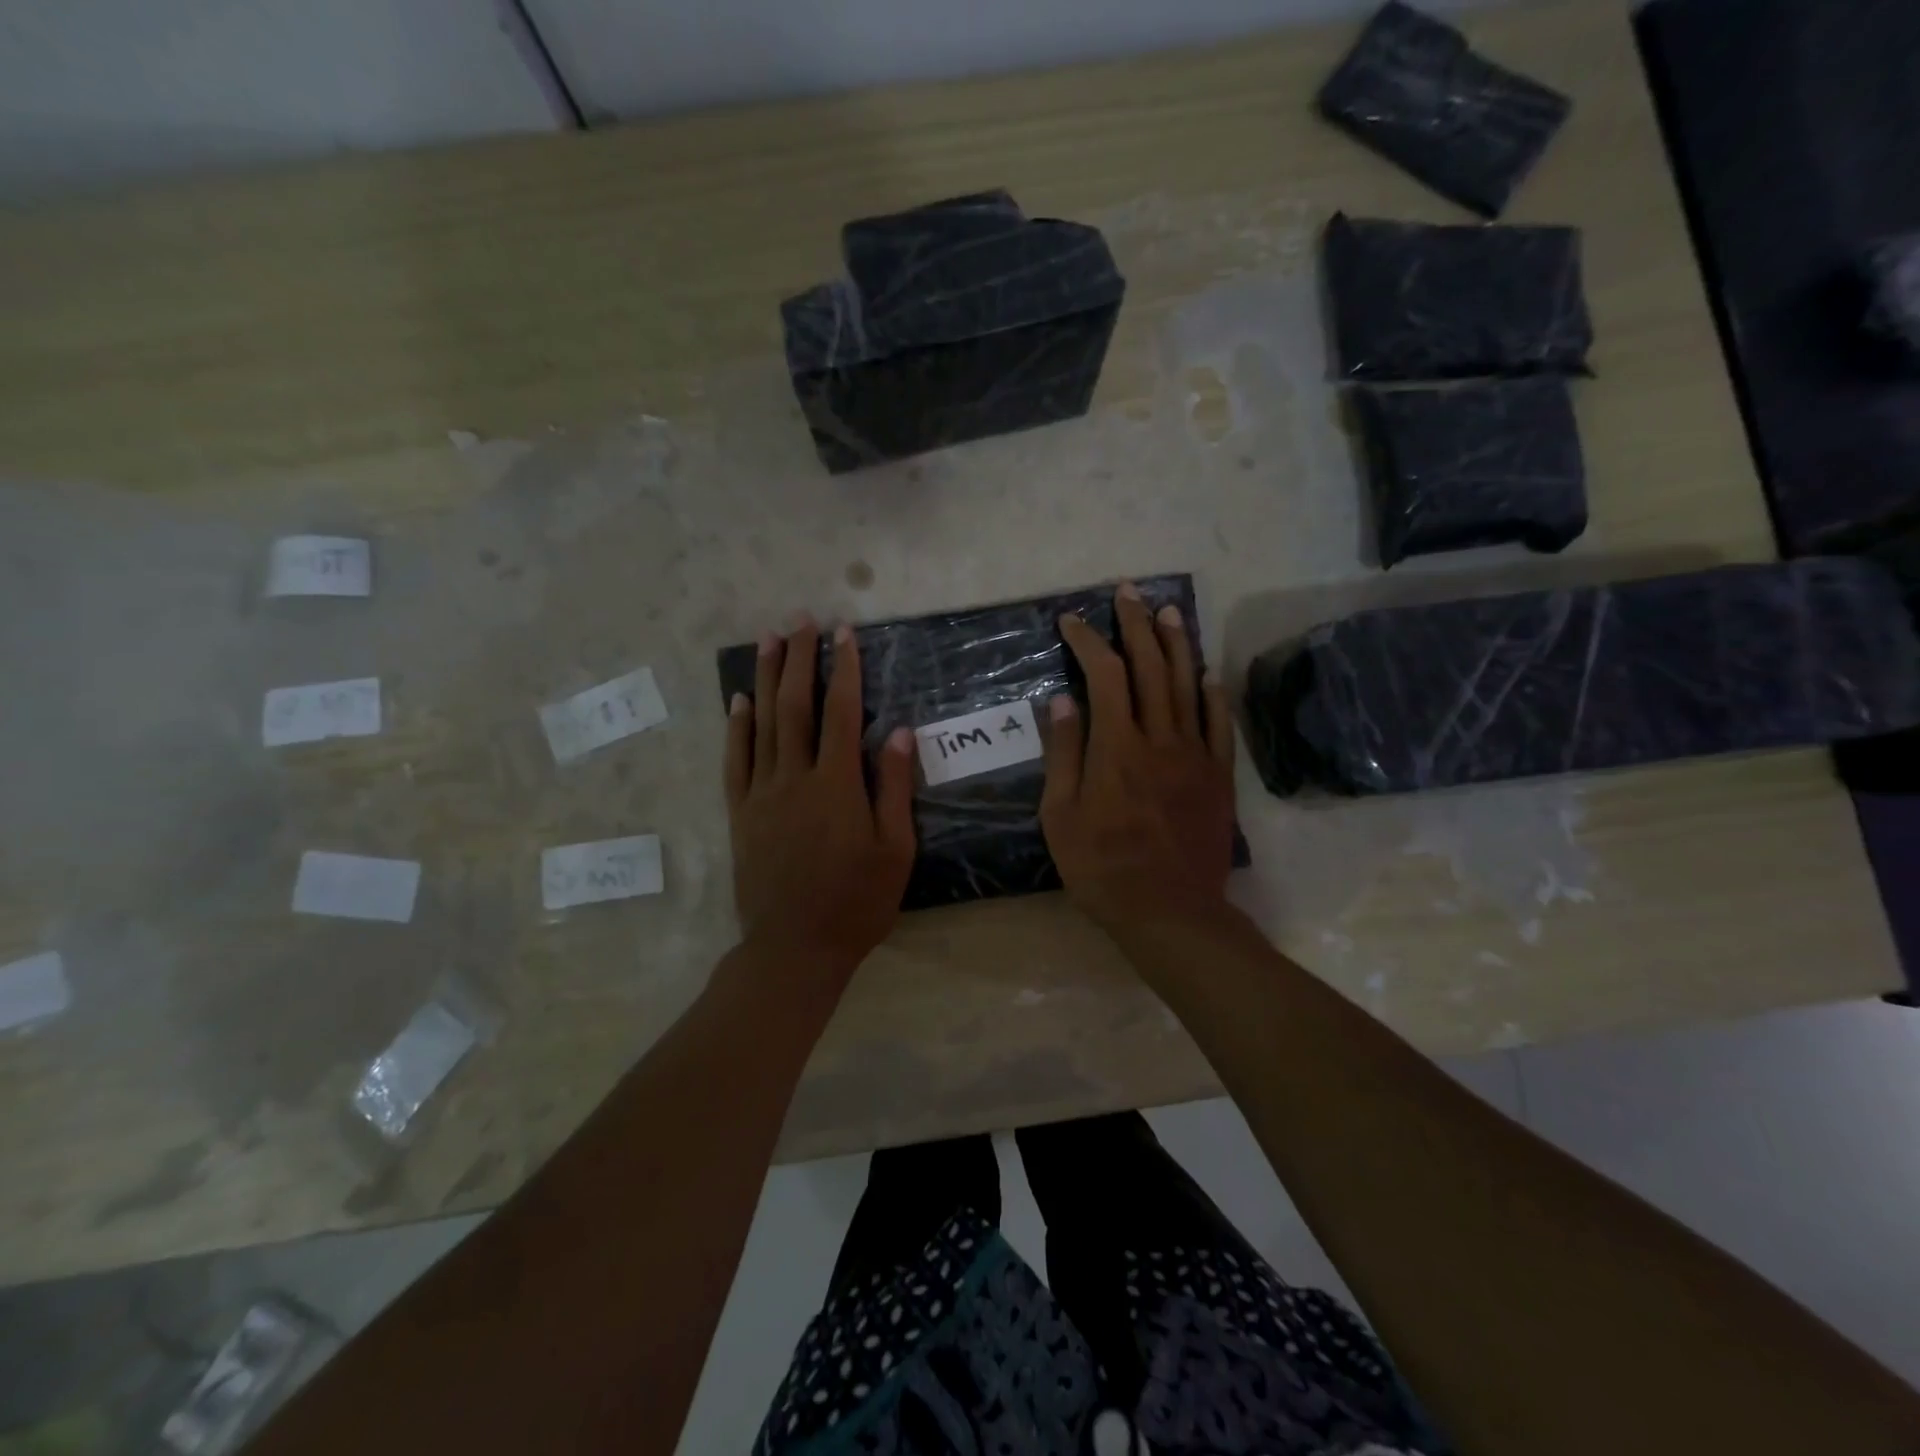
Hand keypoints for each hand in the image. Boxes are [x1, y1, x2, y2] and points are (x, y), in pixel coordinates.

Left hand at [725, 618, 916, 986]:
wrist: (794, 948)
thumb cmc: (857, 902)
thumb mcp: (895, 850)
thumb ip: (894, 787)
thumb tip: (898, 731)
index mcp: (836, 785)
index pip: (840, 712)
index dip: (843, 669)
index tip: (843, 633)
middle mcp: (794, 778)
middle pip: (795, 706)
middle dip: (799, 659)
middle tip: (799, 620)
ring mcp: (761, 794)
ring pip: (761, 724)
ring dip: (766, 678)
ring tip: (768, 640)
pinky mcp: (740, 813)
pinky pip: (735, 760)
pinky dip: (736, 726)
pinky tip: (738, 700)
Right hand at [1041, 583, 1237, 934]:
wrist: (1170, 912)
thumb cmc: (1103, 868)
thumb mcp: (1061, 816)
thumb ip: (1063, 754)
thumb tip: (1062, 699)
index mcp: (1117, 747)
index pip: (1105, 675)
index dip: (1088, 641)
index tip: (1071, 621)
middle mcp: (1160, 739)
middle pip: (1151, 667)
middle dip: (1136, 625)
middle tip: (1127, 592)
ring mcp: (1195, 755)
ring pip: (1188, 686)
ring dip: (1177, 644)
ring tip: (1168, 611)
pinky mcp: (1218, 777)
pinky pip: (1219, 725)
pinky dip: (1213, 694)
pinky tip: (1208, 673)